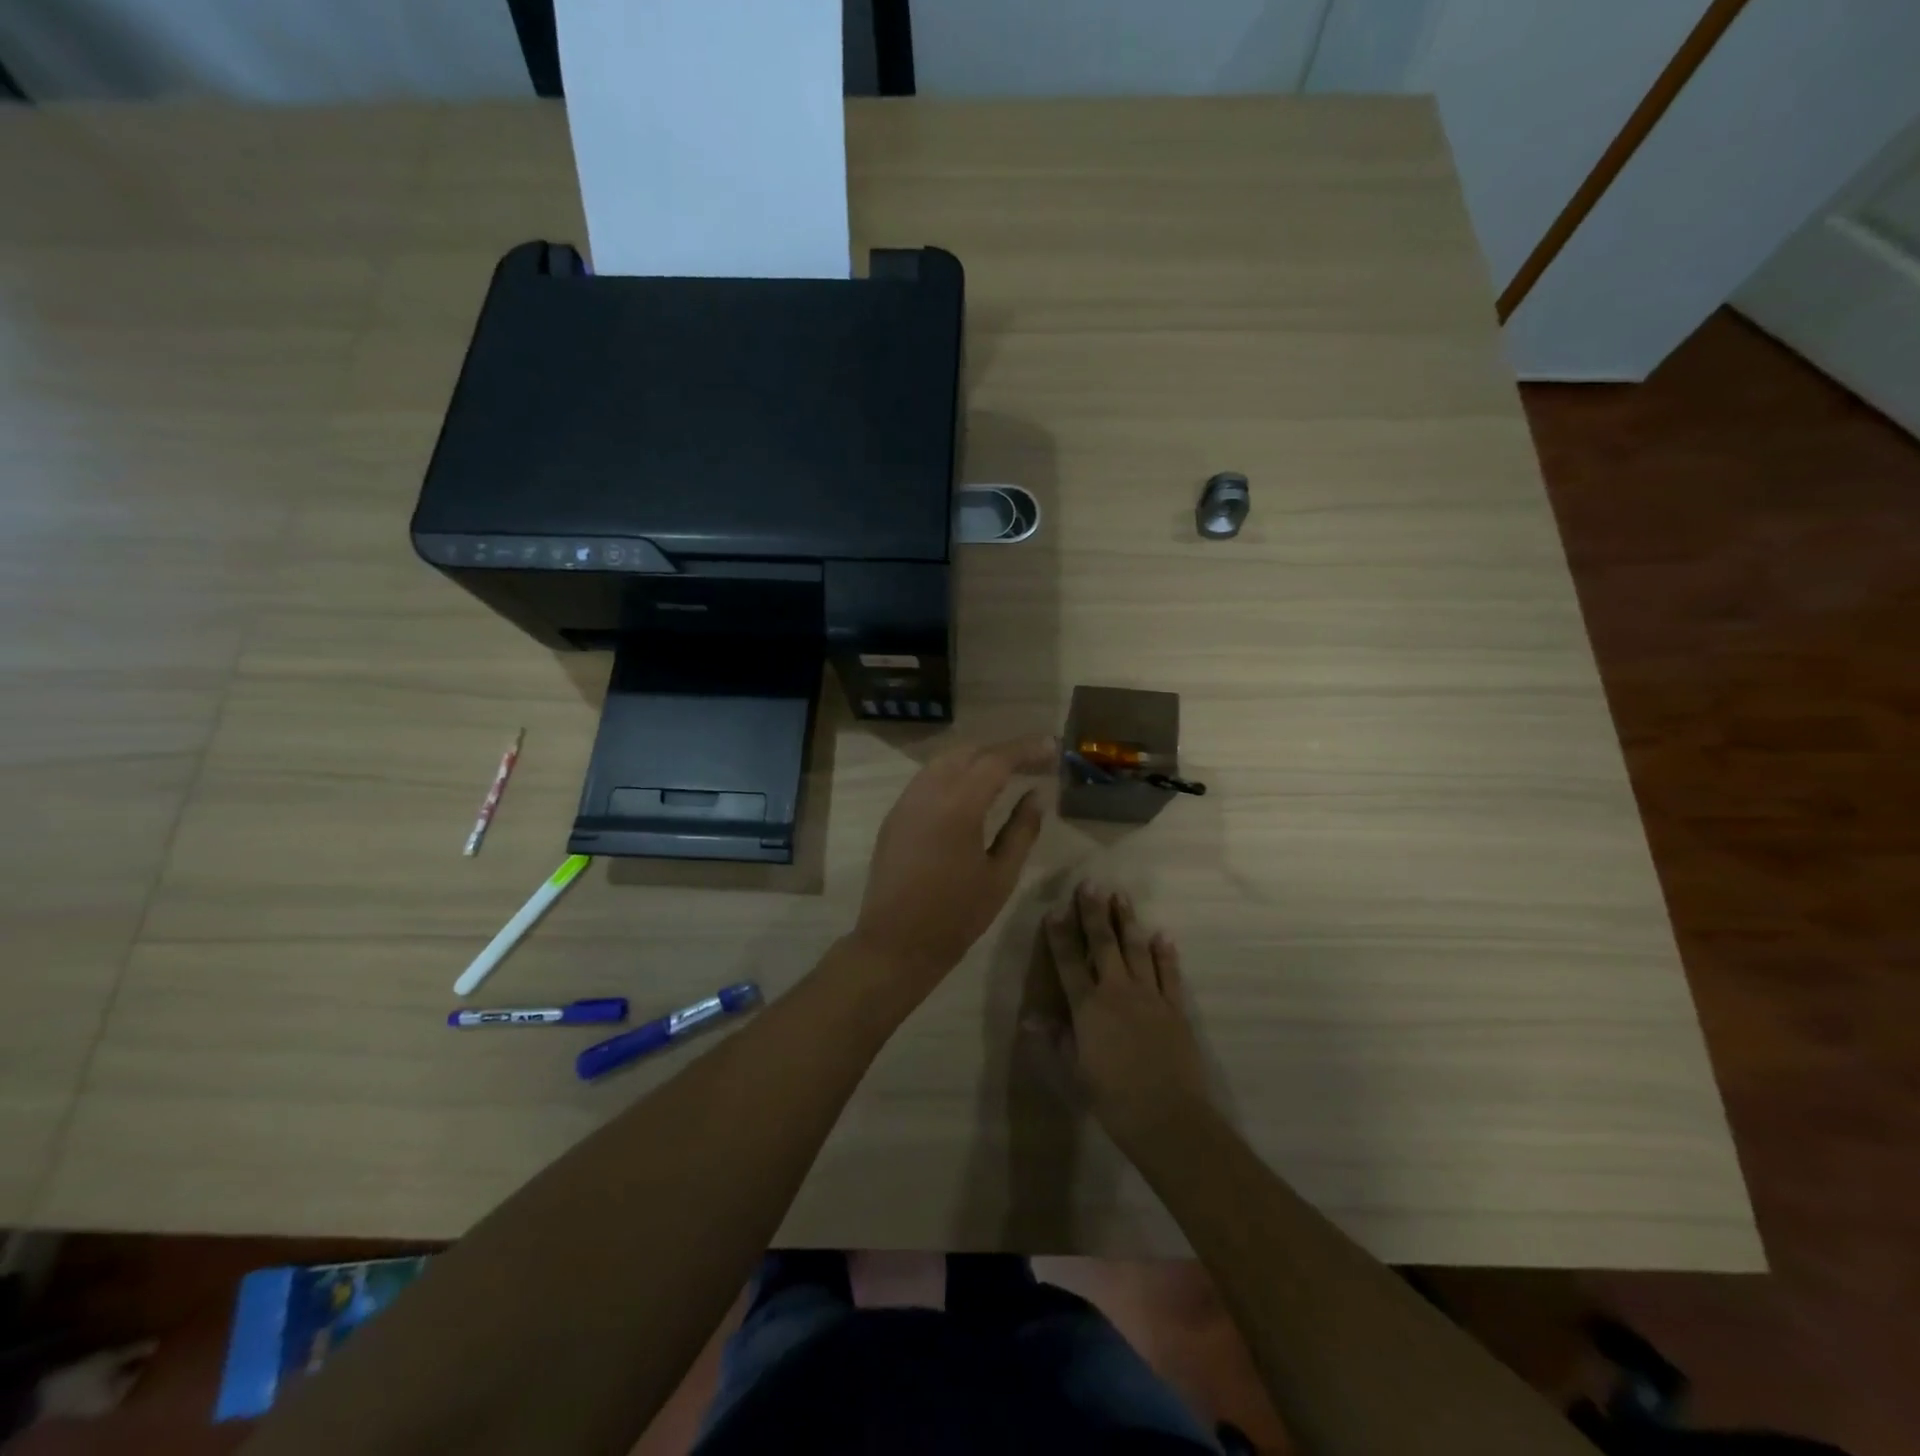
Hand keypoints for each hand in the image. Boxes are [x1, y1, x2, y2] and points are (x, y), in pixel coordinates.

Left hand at [851, 735, 1056, 988]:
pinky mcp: (895, 815)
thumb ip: (1022, 829)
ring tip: (1006, 772)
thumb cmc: (957, 915)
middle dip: (1002, 751)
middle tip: (1034, 761)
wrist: (896, 942)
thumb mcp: (1001, 875)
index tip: (1052, 747)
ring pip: (944, 761)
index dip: (1027, 750)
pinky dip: (954, 773)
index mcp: (959, 805)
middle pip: (969, 752)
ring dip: (976, 758)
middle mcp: (928, 792)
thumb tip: (1037, 794)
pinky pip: (927, 778)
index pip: (996, 760)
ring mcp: (906, 801)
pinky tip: (970, 790)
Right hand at [1034, 882, 1211, 1147]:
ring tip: (1121, 896)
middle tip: (1090, 885)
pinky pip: (1169, 973)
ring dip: (1127, 921)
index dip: (1060, 935)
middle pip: (1103, 945)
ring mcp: (1150, 996)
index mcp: (1088, 1007)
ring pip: (1136, 950)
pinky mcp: (1174, 1008)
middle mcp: (1117, 992)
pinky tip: (1162, 935)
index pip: (1068, 962)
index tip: (1055, 909)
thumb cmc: (1112, 1097)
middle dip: (1094, 913)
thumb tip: (1030, 1018)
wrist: (1167, 1116)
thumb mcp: (1074, 1071)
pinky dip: (1165, 953)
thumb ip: (1055, 1039)